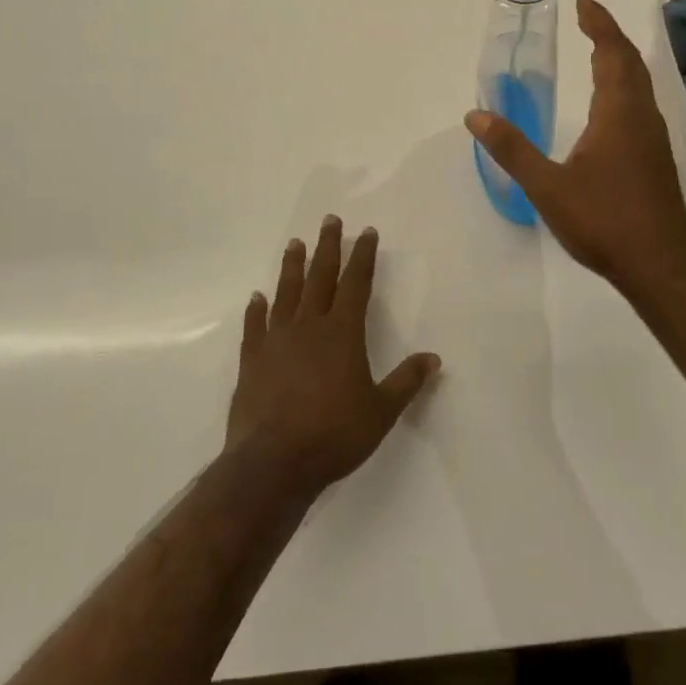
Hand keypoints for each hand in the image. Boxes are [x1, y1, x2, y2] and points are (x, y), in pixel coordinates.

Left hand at [225, 217, 440, 500]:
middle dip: (327, 247)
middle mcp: (309, 327)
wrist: (273, 464)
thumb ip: (406, 382)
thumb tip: (433, 358)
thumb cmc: (333, 436)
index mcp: (342, 333)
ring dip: (291, 267)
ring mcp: (276, 341)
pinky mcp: (252, 361)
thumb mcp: (381, 412)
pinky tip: (256, 297)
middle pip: (320, 277)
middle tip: (329, 220)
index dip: (362, 256)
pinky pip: (254, 327)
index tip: (365, 232)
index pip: (356, 283)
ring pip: (285, 293)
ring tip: (294, 243)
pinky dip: (256, 310)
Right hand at [465, 0, 685, 298]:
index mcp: (618, 112)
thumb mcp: (547, 186)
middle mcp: (641, 116)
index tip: (584, 1)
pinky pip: (639, 103)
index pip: (611, 52)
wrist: (660, 265)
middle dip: (608, 34)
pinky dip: (622, 85)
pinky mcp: (655, 157)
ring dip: (618, 59)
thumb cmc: (604, 221)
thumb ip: (511, 149)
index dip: (599, 23)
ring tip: (595, 50)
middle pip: (630, 61)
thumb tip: (475, 115)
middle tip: (586, 17)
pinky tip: (608, 105)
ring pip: (639, 83)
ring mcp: (653, 137)